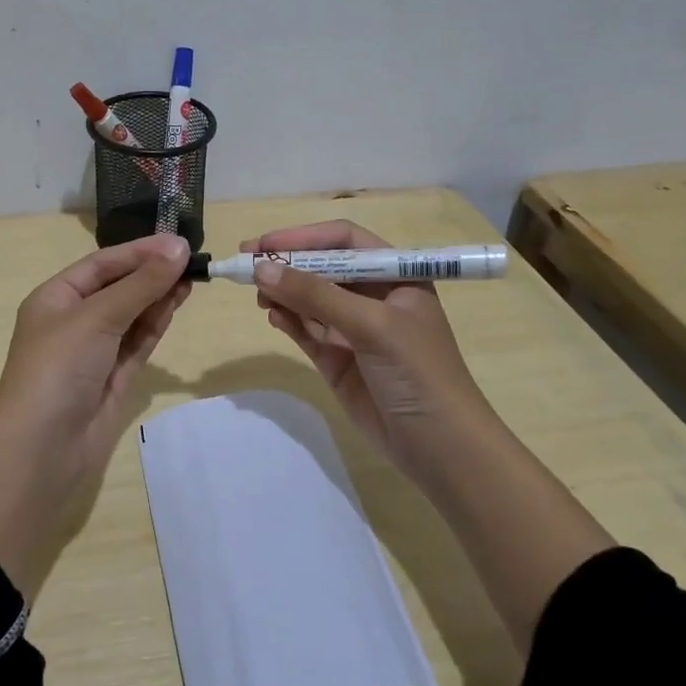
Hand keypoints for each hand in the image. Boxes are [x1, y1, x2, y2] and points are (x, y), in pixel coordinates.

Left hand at [0, 234, 191, 597]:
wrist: (43, 447)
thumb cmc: (59, 367)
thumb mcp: (97, 317)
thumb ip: (140, 284)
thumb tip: (178, 248)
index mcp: (55, 298)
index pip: (102, 264)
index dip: (139, 251)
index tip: (178, 242)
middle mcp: (73, 321)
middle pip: (118, 287)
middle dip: (152, 273)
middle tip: (193, 259)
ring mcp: (94, 351)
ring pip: (132, 314)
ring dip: (159, 296)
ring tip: (192, 277)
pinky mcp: (113, 377)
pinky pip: (138, 342)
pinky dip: (156, 323)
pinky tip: (177, 303)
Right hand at [244, 220, 489, 480]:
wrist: (439, 447)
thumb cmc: (418, 372)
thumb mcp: (371, 325)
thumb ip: (315, 295)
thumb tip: (261, 268)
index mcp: (395, 277)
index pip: (344, 241)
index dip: (304, 238)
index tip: (265, 243)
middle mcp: (373, 297)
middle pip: (321, 268)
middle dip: (287, 265)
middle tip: (246, 266)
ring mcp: (353, 329)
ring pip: (309, 299)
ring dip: (284, 293)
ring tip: (259, 296)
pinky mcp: (337, 359)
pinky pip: (306, 330)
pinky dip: (288, 321)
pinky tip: (273, 316)